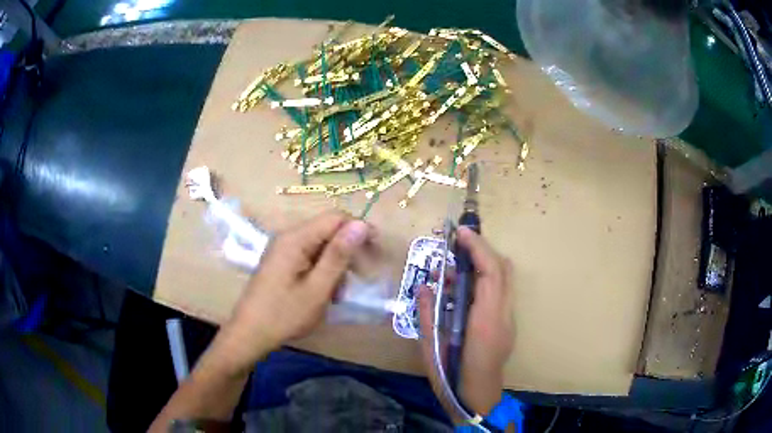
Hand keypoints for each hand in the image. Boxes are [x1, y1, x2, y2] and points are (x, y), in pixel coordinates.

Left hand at [217, 211, 369, 372]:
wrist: (250, 334)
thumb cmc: (284, 314)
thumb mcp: (318, 288)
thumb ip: (339, 255)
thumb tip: (361, 224)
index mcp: (295, 239)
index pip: (335, 218)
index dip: (359, 230)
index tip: (376, 253)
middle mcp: (288, 237)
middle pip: (328, 232)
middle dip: (348, 253)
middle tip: (362, 278)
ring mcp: (283, 250)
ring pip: (321, 247)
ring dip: (336, 267)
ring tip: (339, 295)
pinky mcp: (282, 263)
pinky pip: (310, 259)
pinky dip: (323, 273)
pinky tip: (325, 294)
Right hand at [418, 226, 513, 416]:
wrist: (477, 399)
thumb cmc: (451, 376)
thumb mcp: (431, 346)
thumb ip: (427, 313)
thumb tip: (424, 285)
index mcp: (485, 320)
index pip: (491, 272)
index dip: (478, 247)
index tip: (460, 232)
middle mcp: (503, 315)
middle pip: (504, 269)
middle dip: (483, 249)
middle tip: (456, 244)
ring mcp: (509, 320)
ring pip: (505, 279)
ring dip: (483, 264)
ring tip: (454, 268)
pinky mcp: (507, 324)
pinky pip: (501, 292)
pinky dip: (485, 280)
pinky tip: (462, 290)